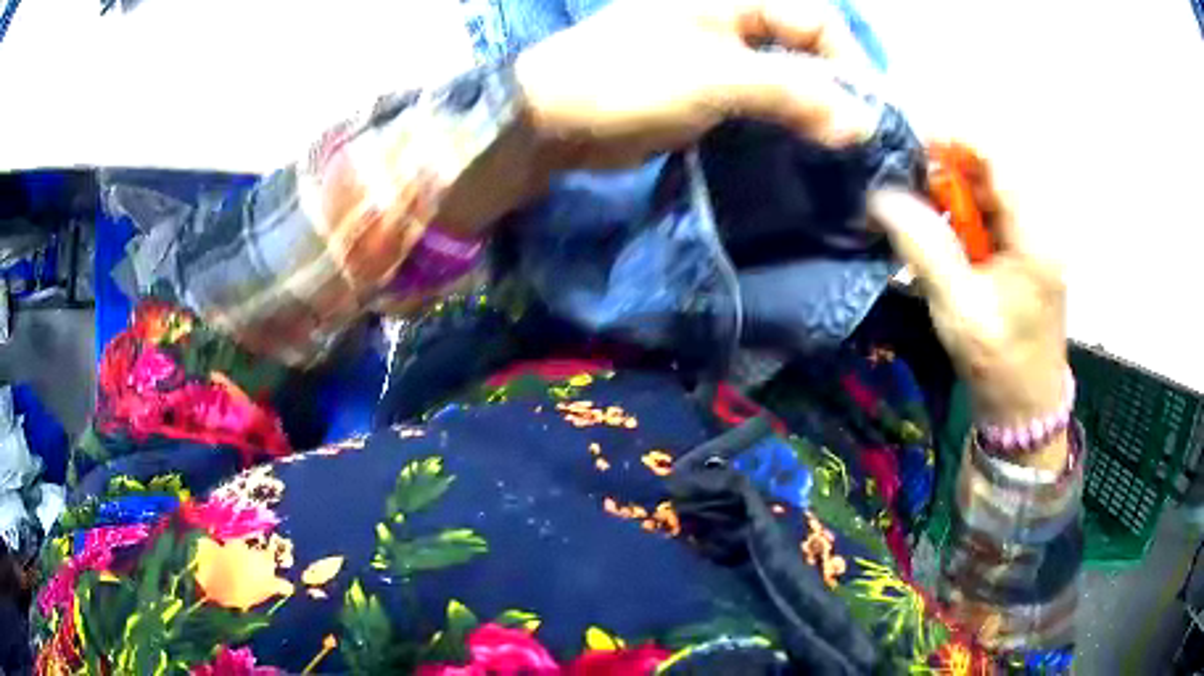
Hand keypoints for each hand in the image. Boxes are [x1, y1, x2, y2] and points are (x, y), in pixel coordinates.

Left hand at [514, 0, 881, 170]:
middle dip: (834, 89)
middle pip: (805, 48)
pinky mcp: (707, 88)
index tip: (870, 112)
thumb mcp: (717, 77)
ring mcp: (719, 54)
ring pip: (786, 76)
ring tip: (837, 150)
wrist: (556, 119)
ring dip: (812, 110)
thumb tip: (861, 123)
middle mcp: (732, 18)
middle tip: (857, 138)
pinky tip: (801, 147)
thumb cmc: (630, 79)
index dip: (850, 62)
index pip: (817, 19)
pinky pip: (761, 99)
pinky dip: (784, 121)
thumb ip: (793, 93)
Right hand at [868, 144, 1068, 467]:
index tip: (911, 143)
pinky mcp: (1025, 253)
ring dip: (952, 193)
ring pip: (989, 190)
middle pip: (992, 169)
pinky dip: (963, 215)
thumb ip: (924, 247)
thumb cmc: (999, 365)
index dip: (954, 139)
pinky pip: (991, 214)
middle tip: (906, 184)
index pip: (997, 157)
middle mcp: (1039, 226)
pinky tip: (942, 234)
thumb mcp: (959, 309)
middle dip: (947, 168)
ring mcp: (1034, 239)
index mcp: (1034, 236)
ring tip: (918, 209)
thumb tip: (881, 196)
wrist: (1026, 410)